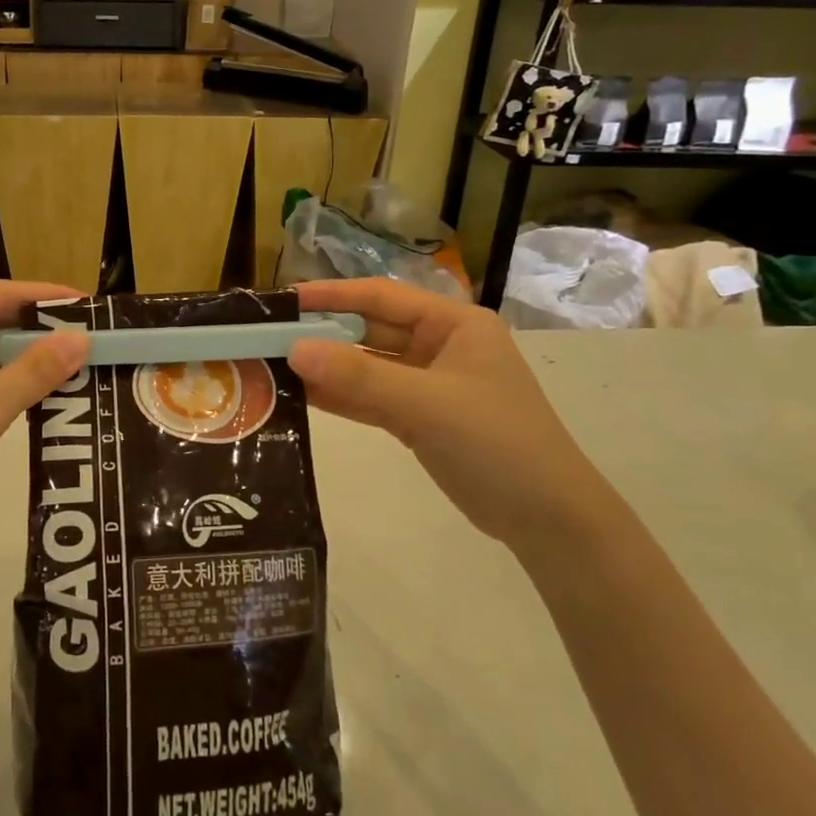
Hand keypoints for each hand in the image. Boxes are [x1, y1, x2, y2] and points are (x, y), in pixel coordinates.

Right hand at [288, 278, 614, 549]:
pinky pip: (371, 398)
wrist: (548, 520)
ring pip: (367, 367)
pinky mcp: (420, 418)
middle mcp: (440, 346)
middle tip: (268, 337)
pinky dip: (341, 398)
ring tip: (273, 366)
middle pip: (370, 331)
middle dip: (322, 334)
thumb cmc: (497, 443)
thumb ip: (359, 377)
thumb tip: (293, 349)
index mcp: (454, 324)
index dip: (332, 295)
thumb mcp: (427, 404)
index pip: (381, 297)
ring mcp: (429, 384)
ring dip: (326, 368)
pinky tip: (301, 396)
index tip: (284, 299)